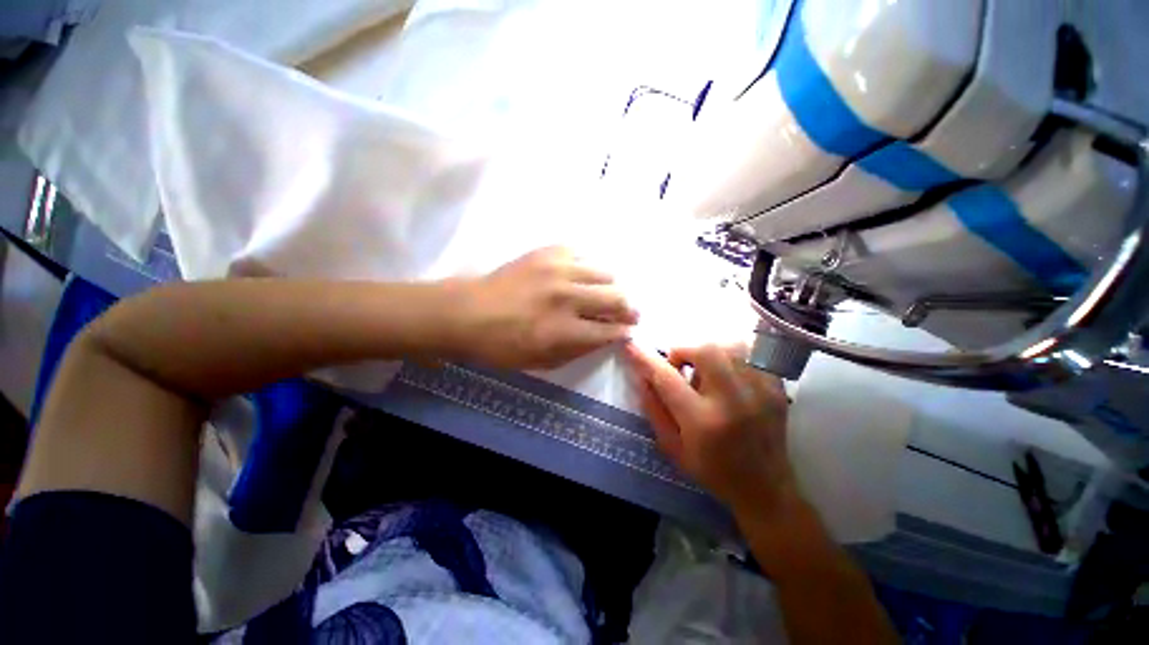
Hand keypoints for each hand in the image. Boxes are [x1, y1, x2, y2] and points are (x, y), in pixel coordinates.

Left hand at [452, 246, 638, 369]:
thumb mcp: (542, 362)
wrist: (467, 312)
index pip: (610, 330)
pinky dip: (588, 268)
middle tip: (629, 312)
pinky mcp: (547, 252)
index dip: (624, 332)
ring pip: (605, 272)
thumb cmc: (502, 346)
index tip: (629, 331)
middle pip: (616, 297)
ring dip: (612, 286)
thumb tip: (605, 336)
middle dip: (628, 308)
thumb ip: (579, 350)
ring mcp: (557, 269)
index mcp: (564, 330)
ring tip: (607, 293)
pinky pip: (582, 254)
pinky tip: (582, 276)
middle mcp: (566, 297)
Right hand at [623, 343, 796, 518]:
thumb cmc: (713, 471)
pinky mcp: (776, 387)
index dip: (646, 359)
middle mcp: (734, 401)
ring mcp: (761, 391)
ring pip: (730, 346)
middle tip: (680, 366)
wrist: (767, 489)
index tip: (632, 346)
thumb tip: (641, 376)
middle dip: (685, 350)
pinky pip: (750, 354)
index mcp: (703, 422)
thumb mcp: (673, 448)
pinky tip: (728, 377)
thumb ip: (654, 409)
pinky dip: (731, 357)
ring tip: (705, 372)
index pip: (667, 379)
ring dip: (709, 352)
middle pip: (706, 350)